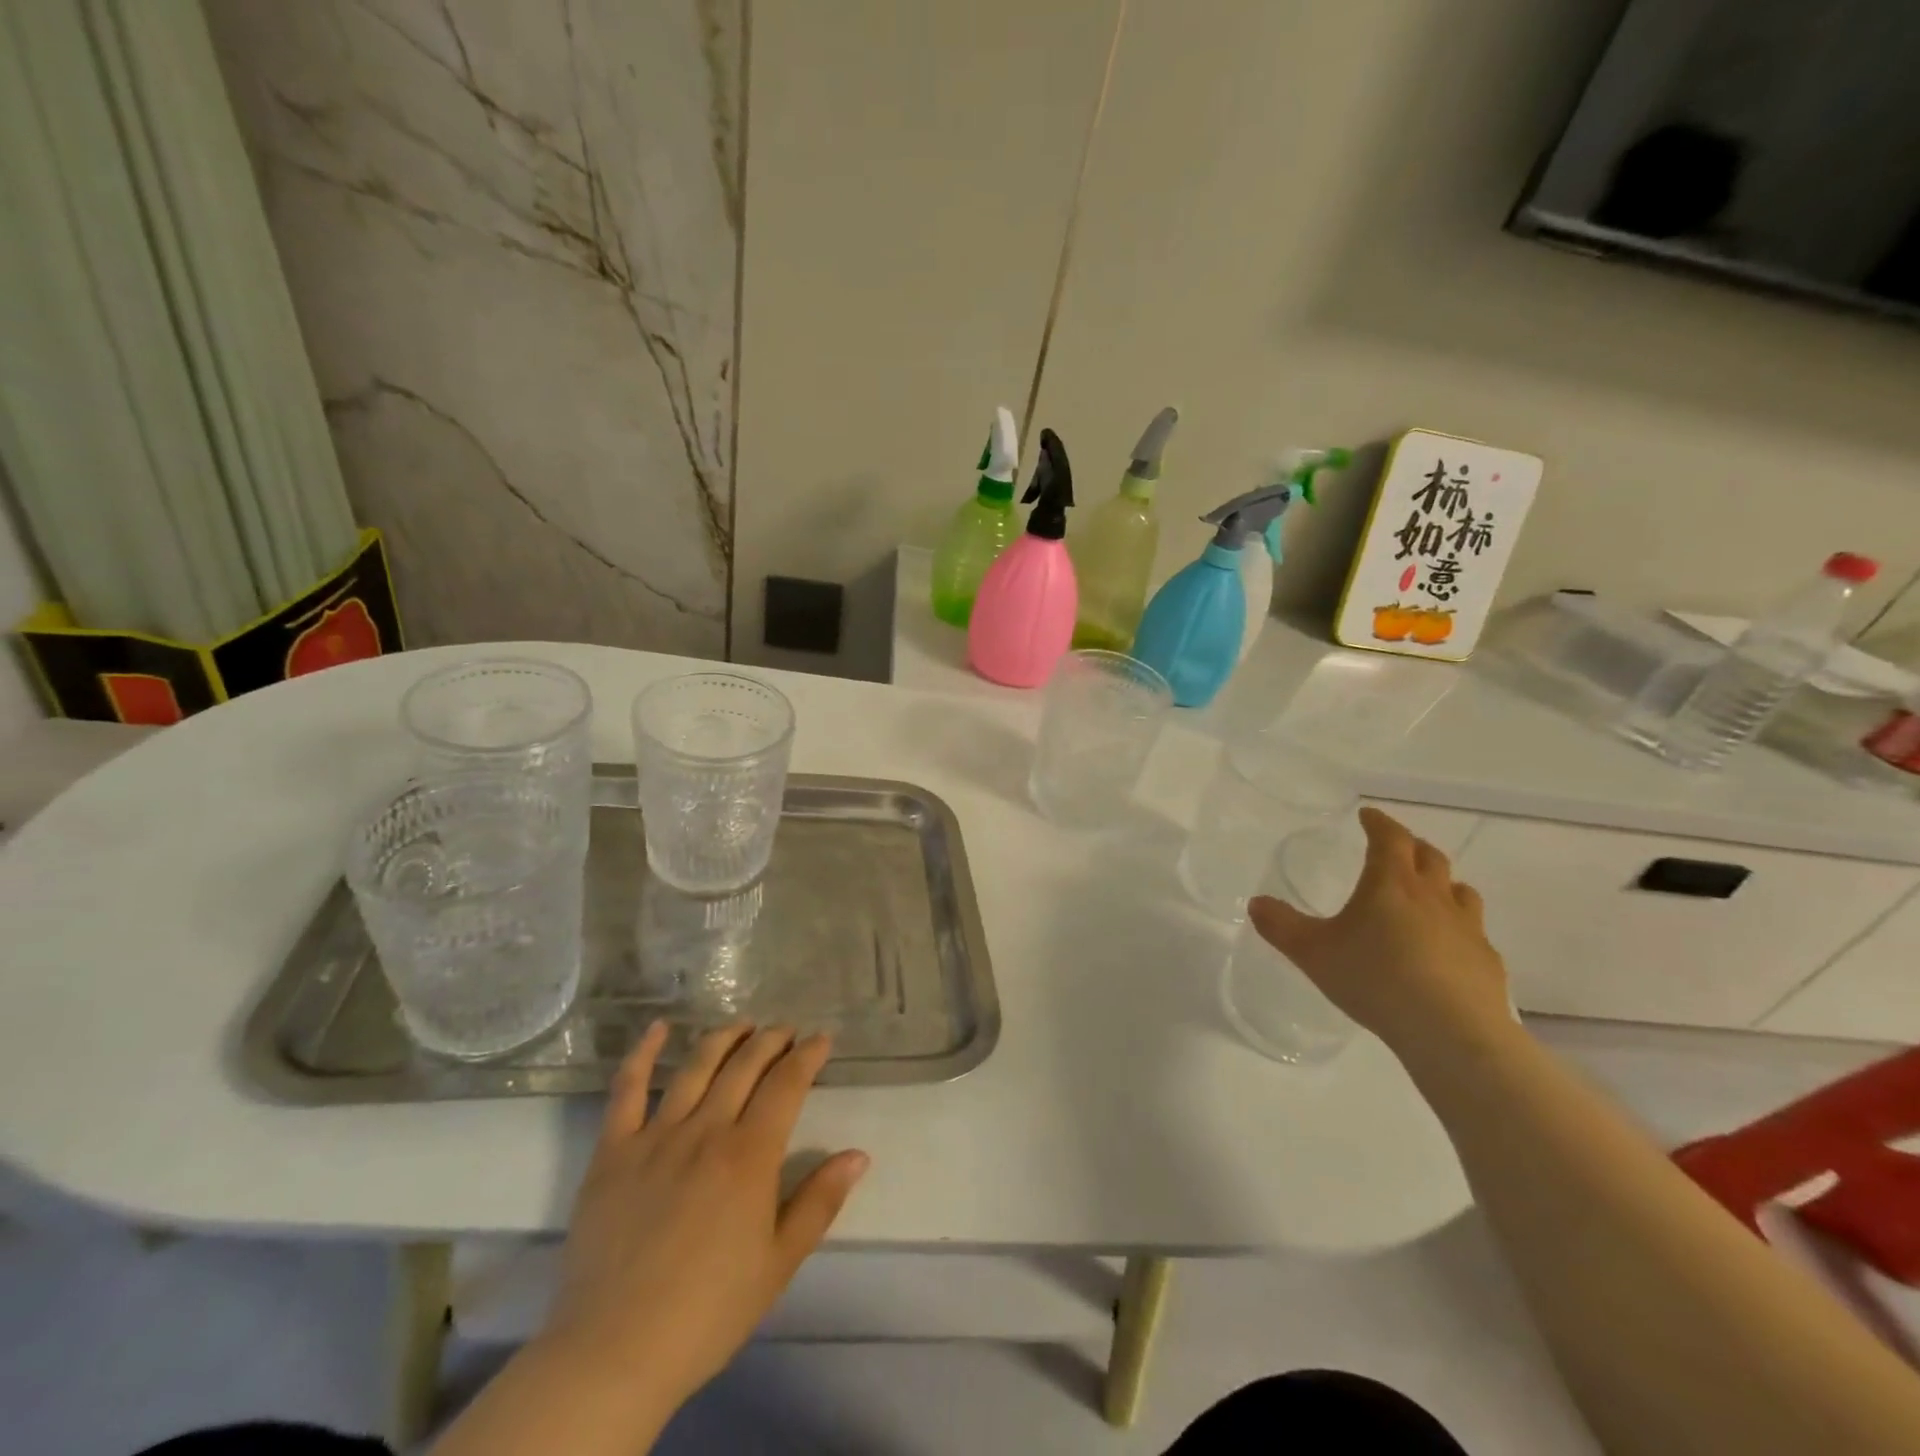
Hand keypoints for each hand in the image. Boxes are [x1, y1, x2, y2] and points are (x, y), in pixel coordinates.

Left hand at [542, 1023, 868, 1413]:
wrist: (614, 1352)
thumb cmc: (708, 1311)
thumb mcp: (779, 1263)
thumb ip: (819, 1202)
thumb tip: (859, 1155)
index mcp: (750, 1155)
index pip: (786, 1084)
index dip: (807, 1055)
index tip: (821, 1038)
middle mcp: (706, 1130)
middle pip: (745, 1066)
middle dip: (771, 1040)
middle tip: (786, 1030)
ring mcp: (656, 1136)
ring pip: (695, 1067)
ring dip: (723, 1038)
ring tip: (742, 1025)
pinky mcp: (613, 1151)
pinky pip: (627, 1090)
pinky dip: (642, 1053)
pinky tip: (657, 1028)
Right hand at [1248, 807, 1510, 1056]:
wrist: (1452, 1033)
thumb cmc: (1375, 980)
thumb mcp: (1312, 953)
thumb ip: (1281, 926)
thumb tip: (1256, 903)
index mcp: (1390, 883)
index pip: (1390, 837)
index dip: (1378, 822)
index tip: (1368, 815)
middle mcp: (1433, 896)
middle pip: (1429, 856)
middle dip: (1410, 846)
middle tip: (1394, 848)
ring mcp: (1467, 928)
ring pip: (1459, 890)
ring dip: (1442, 882)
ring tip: (1426, 892)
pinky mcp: (1487, 961)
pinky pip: (1474, 931)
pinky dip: (1458, 927)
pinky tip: (1445, 948)